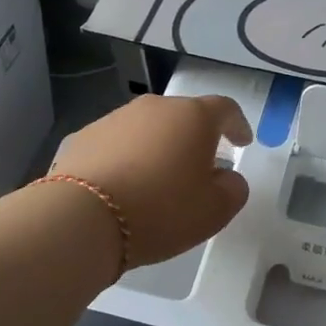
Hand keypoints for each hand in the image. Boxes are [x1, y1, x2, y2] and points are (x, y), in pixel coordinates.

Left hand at [51, 94, 251, 268]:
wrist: (83, 218)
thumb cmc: (162, 210)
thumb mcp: (215, 210)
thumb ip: (233, 189)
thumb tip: (226, 177)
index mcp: (193, 117)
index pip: (225, 109)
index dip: (237, 125)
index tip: (242, 142)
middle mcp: (155, 107)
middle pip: (183, 116)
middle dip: (194, 138)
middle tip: (199, 167)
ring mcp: (114, 118)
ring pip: (147, 128)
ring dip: (157, 147)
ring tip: (156, 180)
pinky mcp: (82, 137)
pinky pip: (115, 145)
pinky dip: (125, 159)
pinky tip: (121, 186)